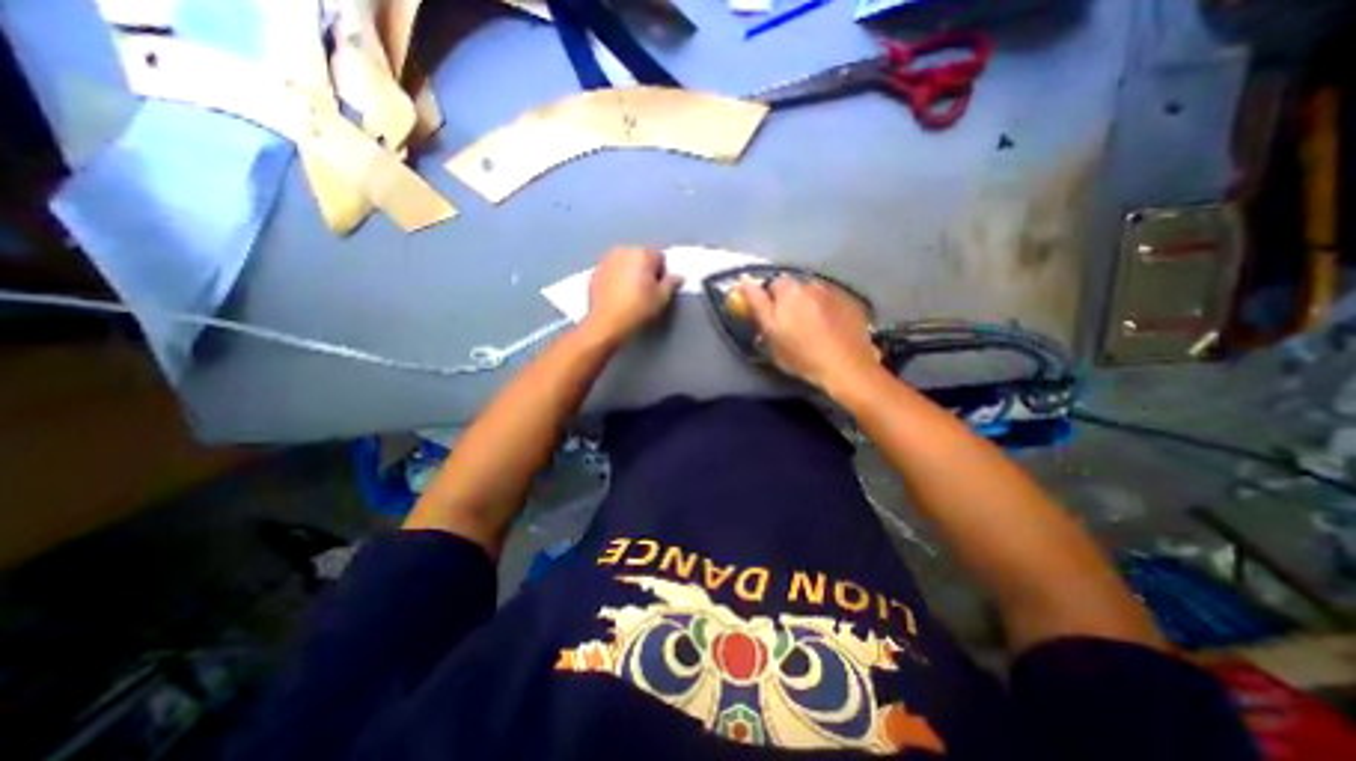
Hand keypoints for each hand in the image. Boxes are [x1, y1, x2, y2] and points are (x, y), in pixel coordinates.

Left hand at [586, 248, 684, 342]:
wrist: (606, 323)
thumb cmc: (638, 309)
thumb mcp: (662, 298)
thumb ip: (672, 283)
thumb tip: (678, 277)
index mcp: (642, 253)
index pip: (659, 256)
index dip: (662, 272)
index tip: (660, 288)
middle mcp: (623, 251)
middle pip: (640, 257)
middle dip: (645, 270)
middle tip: (646, 291)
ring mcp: (606, 260)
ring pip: (624, 263)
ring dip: (629, 273)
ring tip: (631, 294)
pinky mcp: (594, 272)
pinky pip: (611, 272)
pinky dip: (615, 279)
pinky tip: (617, 296)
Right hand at [741, 272, 878, 392]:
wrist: (847, 367)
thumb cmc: (802, 355)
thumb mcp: (771, 334)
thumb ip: (757, 304)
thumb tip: (744, 280)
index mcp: (789, 291)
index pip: (771, 284)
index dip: (768, 299)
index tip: (770, 315)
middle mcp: (812, 285)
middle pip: (794, 288)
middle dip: (790, 301)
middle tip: (791, 324)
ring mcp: (834, 293)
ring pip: (814, 294)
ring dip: (810, 304)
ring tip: (813, 327)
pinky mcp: (852, 303)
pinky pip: (833, 301)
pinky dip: (829, 310)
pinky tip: (831, 329)